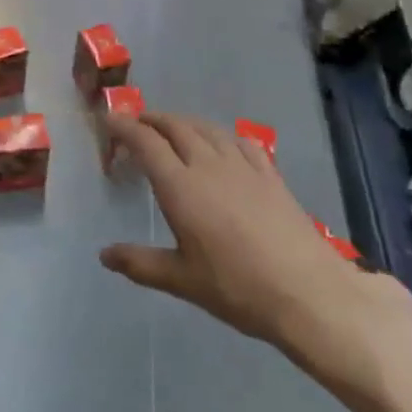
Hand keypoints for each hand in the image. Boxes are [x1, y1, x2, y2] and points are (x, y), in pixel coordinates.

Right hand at [99, 111, 411, 408]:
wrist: (307, 292)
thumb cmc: (236, 288)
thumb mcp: (182, 280)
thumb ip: (140, 263)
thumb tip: (104, 255)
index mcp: (180, 186)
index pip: (146, 142)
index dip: (125, 127)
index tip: (110, 120)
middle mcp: (207, 165)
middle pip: (175, 126)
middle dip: (152, 119)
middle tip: (136, 124)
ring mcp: (242, 166)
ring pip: (206, 128)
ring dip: (184, 122)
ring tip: (173, 130)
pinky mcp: (269, 174)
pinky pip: (239, 140)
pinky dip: (220, 135)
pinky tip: (222, 145)